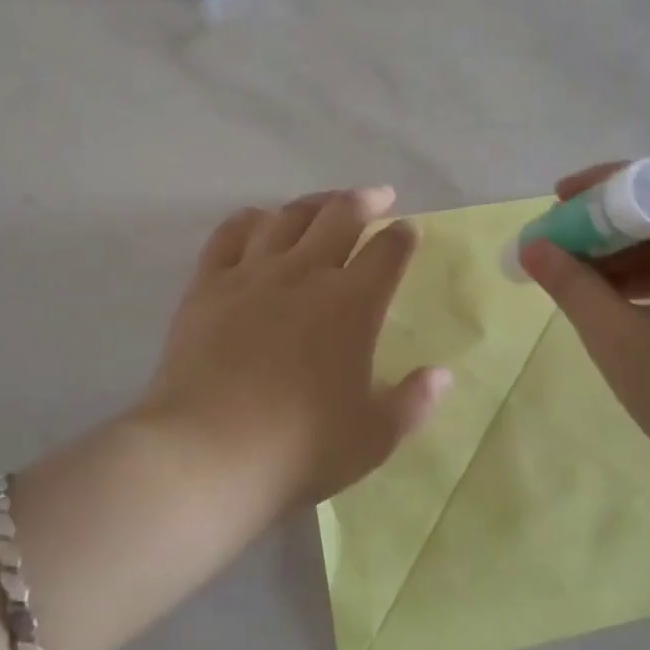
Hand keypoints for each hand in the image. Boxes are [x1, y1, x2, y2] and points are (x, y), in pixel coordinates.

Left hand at [144, 188, 450, 510]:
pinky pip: (229, 234)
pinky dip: (250, 219)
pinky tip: (259, 219)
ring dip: (313, 203)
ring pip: (287, 217)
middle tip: (379, 196)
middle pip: (340, 216)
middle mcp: (304, 274)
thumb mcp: (373, 438)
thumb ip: (413, 402)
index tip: (408, 230)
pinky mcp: (207, 285)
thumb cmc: (299, 450)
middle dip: (365, 200)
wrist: (207, 453)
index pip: (387, 252)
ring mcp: (251, 274)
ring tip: (325, 204)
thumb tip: (442, 373)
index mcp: (351, 304)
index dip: (403, 236)